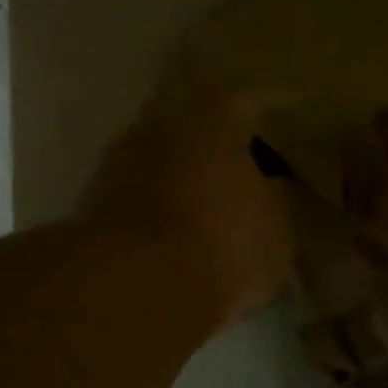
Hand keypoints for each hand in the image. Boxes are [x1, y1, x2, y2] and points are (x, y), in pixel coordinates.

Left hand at [77, 83, 293, 332]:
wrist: (133, 287)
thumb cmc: (220, 243)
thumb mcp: (275, 226)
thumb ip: (276, 198)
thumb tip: (270, 186)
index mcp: (210, 121)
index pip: (250, 100)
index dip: (274, 103)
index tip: (293, 104)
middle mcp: (159, 129)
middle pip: (196, 125)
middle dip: (220, 141)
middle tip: (245, 157)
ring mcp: (119, 165)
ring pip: (164, 160)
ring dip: (186, 175)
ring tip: (210, 197)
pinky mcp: (94, 205)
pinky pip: (141, 195)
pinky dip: (161, 205)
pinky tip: (178, 226)